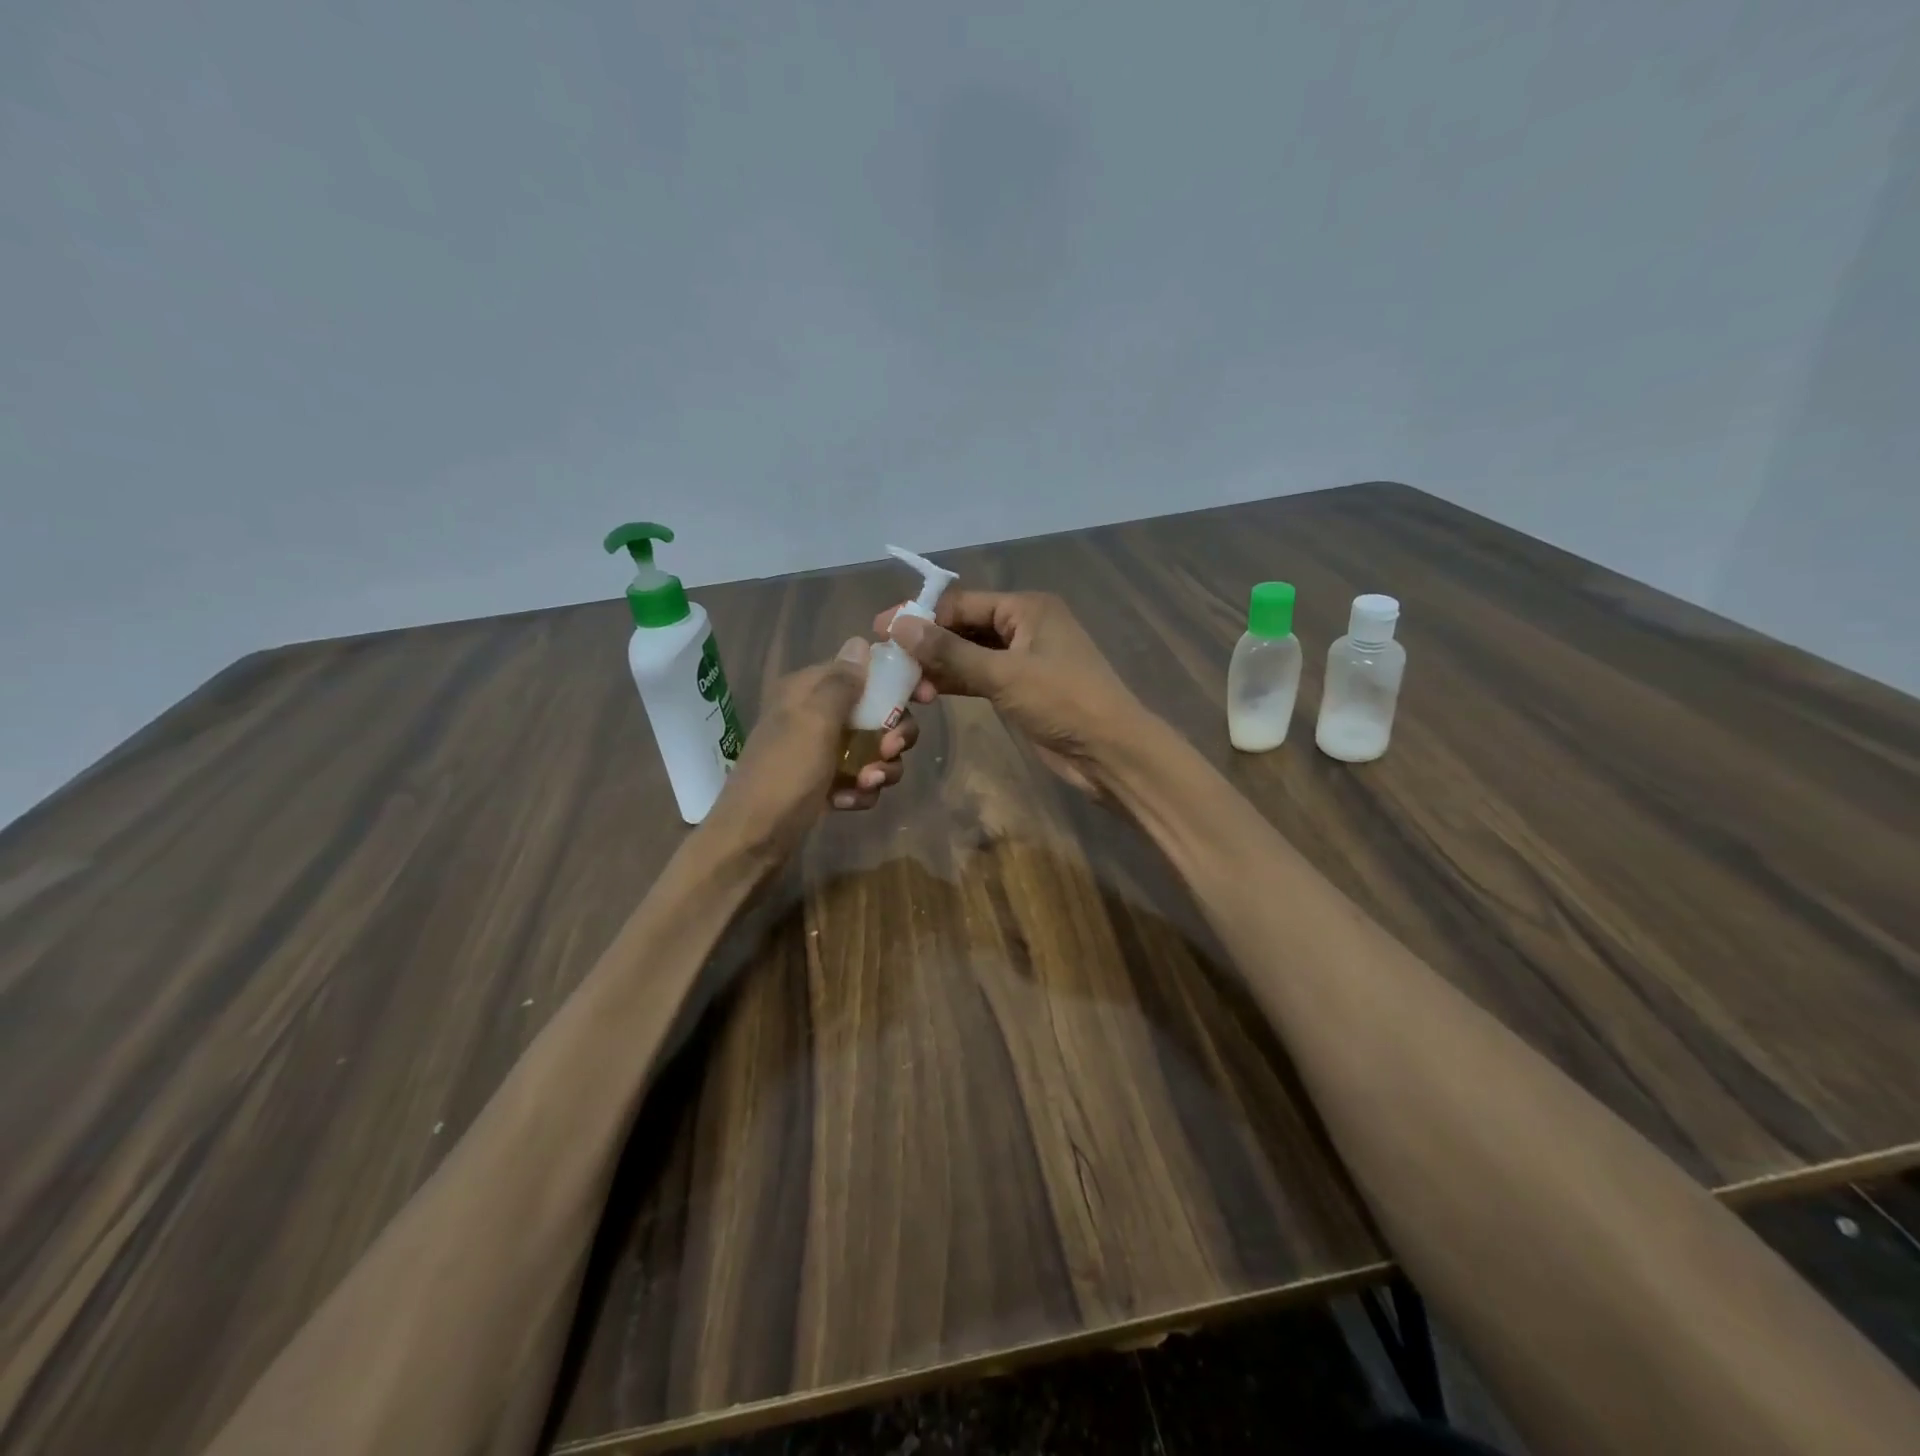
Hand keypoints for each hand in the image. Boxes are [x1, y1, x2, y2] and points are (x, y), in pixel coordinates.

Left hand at [707, 638, 919, 859]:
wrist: (752, 843)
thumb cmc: (784, 775)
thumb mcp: (814, 722)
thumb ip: (841, 682)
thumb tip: (860, 642)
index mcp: (807, 690)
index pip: (863, 670)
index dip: (897, 681)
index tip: (927, 698)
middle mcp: (814, 715)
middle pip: (876, 712)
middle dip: (894, 733)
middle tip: (894, 751)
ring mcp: (819, 752)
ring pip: (873, 748)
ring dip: (880, 767)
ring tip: (867, 784)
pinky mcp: (823, 784)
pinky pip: (859, 778)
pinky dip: (859, 790)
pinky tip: (846, 803)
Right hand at [877, 591, 1145, 794]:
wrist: (1109, 751)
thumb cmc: (1062, 702)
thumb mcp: (1004, 674)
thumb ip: (950, 652)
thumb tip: (899, 625)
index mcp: (1027, 608)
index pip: (962, 602)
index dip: (921, 615)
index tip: (881, 629)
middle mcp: (1025, 626)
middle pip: (964, 626)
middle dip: (928, 643)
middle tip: (886, 660)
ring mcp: (1023, 659)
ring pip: (970, 654)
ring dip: (939, 666)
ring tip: (904, 684)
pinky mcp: (1021, 689)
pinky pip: (980, 677)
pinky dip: (955, 683)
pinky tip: (927, 693)